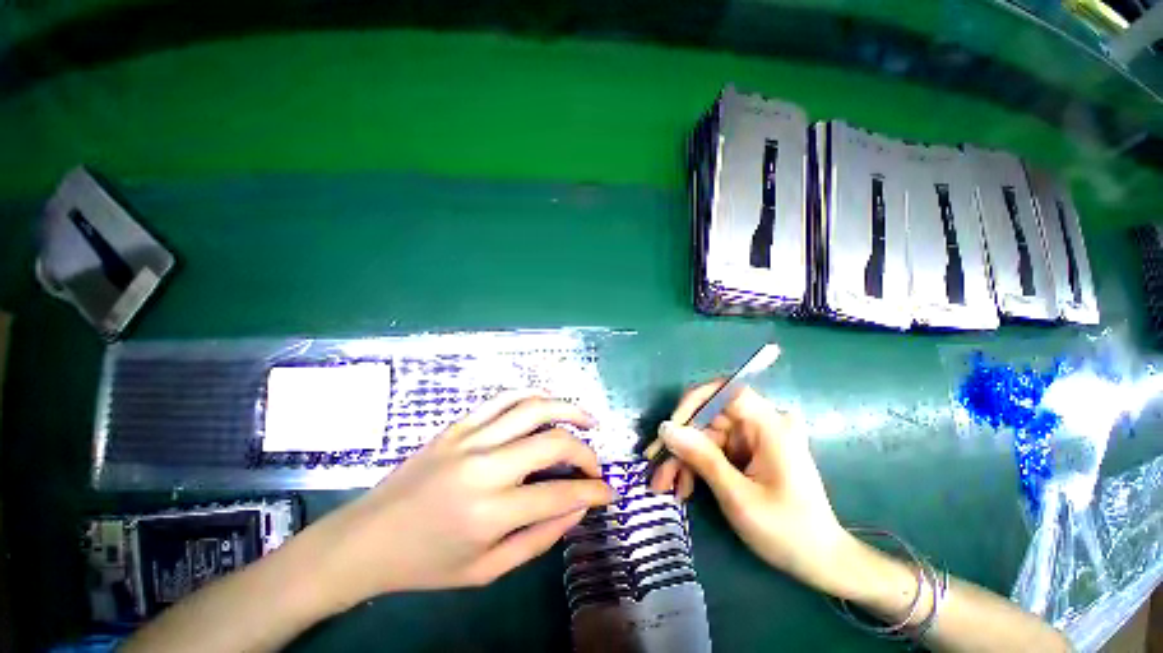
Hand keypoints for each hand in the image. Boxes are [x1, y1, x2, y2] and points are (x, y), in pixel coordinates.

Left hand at [299, 391, 613, 612]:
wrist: (367, 538)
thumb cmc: (426, 563)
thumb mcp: (486, 571)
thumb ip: (538, 539)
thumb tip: (577, 509)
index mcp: (489, 512)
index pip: (559, 495)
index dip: (593, 492)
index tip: (609, 491)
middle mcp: (483, 467)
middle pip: (552, 443)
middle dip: (585, 452)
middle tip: (596, 463)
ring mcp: (469, 438)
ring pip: (533, 408)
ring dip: (568, 409)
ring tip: (587, 420)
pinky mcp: (458, 424)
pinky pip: (504, 398)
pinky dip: (534, 397)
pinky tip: (548, 406)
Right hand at [649, 381, 852, 597]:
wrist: (819, 561)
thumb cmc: (786, 530)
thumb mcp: (738, 496)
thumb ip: (701, 458)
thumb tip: (665, 428)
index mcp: (770, 426)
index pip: (726, 391)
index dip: (694, 401)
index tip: (671, 427)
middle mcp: (761, 424)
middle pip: (709, 417)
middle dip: (681, 442)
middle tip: (656, 467)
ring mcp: (754, 439)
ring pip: (706, 436)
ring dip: (684, 459)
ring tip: (664, 486)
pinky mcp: (748, 452)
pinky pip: (714, 450)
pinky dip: (697, 467)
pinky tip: (683, 488)